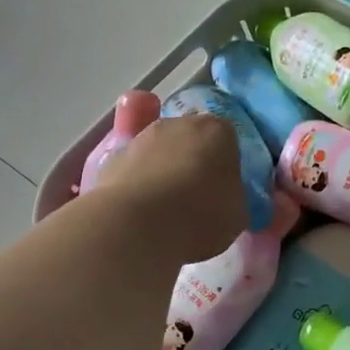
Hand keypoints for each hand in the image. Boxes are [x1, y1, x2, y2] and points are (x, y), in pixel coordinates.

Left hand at [99, 113, 245, 265]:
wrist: (136, 226)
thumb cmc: (199, 215)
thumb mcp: (239, 214)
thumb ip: (237, 198)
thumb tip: (231, 198)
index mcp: (218, 130)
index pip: (228, 138)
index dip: (227, 162)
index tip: (225, 186)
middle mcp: (179, 123)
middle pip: (191, 136)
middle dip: (194, 157)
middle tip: (196, 193)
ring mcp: (142, 137)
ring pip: (160, 148)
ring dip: (164, 166)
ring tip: (166, 204)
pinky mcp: (111, 157)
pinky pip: (134, 166)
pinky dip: (139, 180)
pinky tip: (141, 208)